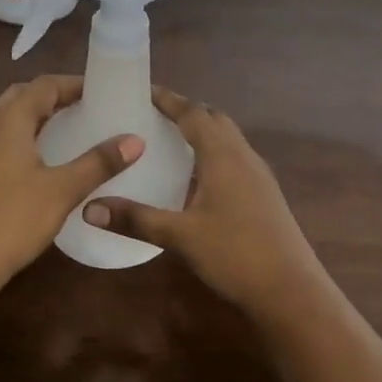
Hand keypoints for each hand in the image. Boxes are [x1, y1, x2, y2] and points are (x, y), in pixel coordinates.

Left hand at [0, 75, 142, 292]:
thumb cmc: (12, 220)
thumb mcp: (62, 190)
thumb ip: (99, 162)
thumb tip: (135, 140)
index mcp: (7, 120)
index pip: (44, 85)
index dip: (74, 84)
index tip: (102, 92)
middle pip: (22, 96)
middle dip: (54, 97)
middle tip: (87, 109)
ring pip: (6, 118)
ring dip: (36, 117)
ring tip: (69, 131)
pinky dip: (21, 137)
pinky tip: (39, 161)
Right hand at [82, 88, 329, 312]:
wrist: (292, 291)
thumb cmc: (235, 254)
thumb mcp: (180, 236)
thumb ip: (135, 218)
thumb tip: (89, 207)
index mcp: (223, 156)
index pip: (193, 113)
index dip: (168, 99)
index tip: (143, 90)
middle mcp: (244, 157)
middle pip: (214, 119)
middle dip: (186, 111)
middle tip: (153, 115)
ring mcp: (258, 176)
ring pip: (228, 139)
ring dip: (202, 132)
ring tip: (170, 142)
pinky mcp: (264, 195)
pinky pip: (235, 159)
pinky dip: (213, 154)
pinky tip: (196, 180)